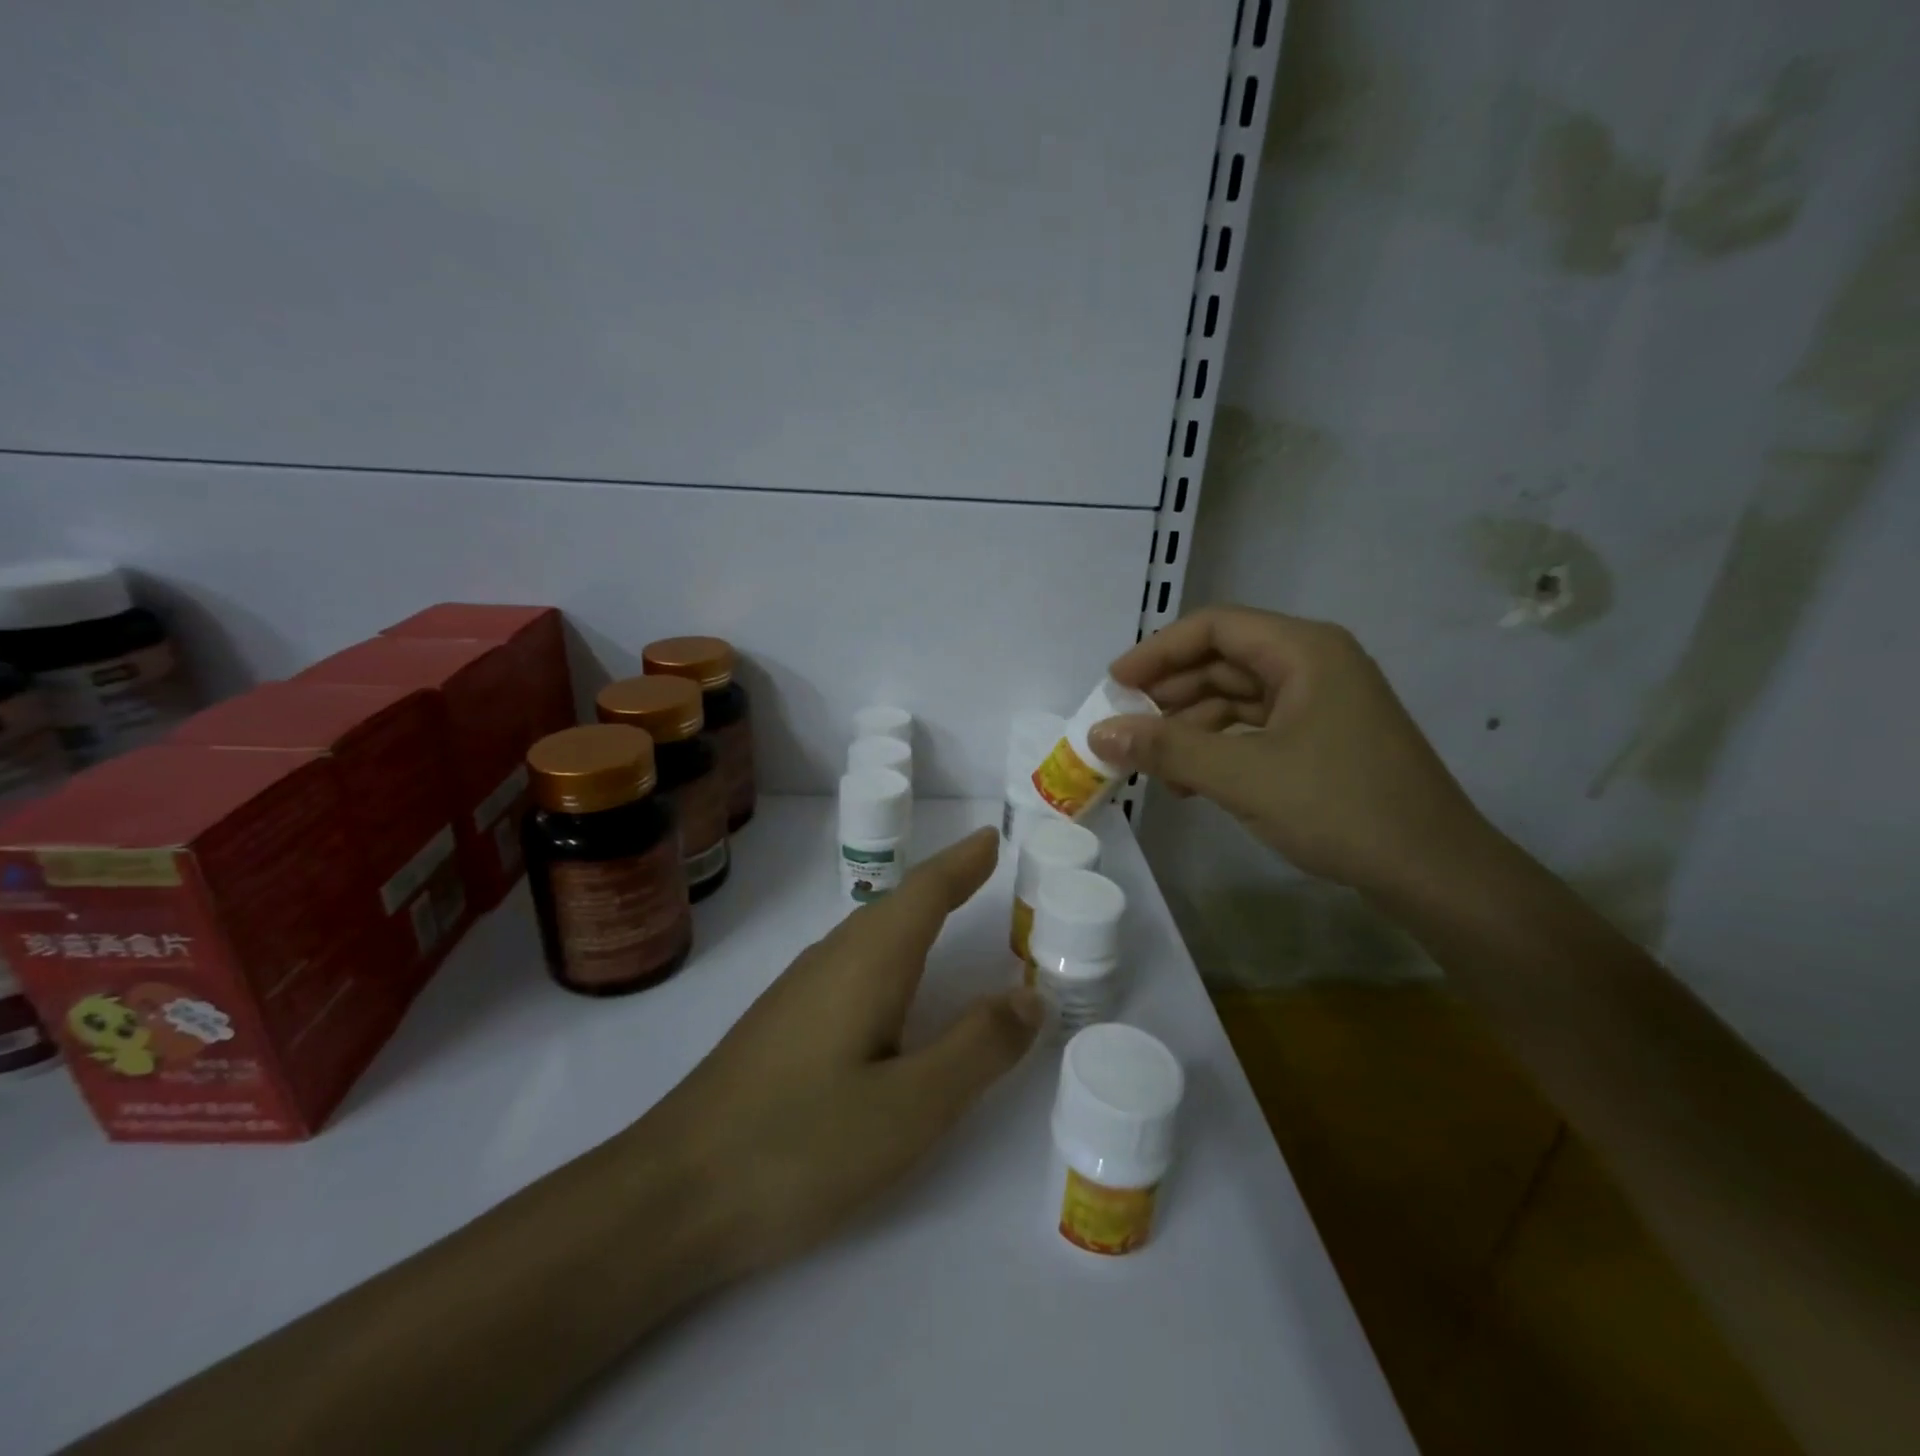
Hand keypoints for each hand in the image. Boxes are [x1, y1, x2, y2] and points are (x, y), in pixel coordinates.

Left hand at [647, 827, 1042, 1276]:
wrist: (671, 1195)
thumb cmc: (801, 1146)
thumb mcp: (912, 1106)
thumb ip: (978, 1047)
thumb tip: (1030, 995)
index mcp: (867, 963)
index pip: (925, 892)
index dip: (962, 862)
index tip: (993, 836)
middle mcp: (831, 960)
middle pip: (897, 904)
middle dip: (944, 882)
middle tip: (986, 868)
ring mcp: (799, 991)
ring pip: (870, 934)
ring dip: (914, 914)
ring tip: (948, 911)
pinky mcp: (781, 1024)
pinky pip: (851, 964)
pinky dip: (889, 952)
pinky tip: (889, 988)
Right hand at [1087, 606, 1489, 895]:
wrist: (1435, 873)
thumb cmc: (1341, 808)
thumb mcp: (1243, 776)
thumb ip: (1167, 750)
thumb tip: (1099, 734)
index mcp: (1305, 651)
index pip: (1215, 627)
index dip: (1158, 651)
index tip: (1115, 685)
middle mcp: (1315, 665)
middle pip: (1224, 661)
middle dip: (1170, 694)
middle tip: (1125, 727)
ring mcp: (1322, 704)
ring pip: (1237, 698)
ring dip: (1190, 727)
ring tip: (1153, 765)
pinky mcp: (1323, 740)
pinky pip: (1255, 729)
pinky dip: (1218, 749)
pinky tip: (1191, 782)